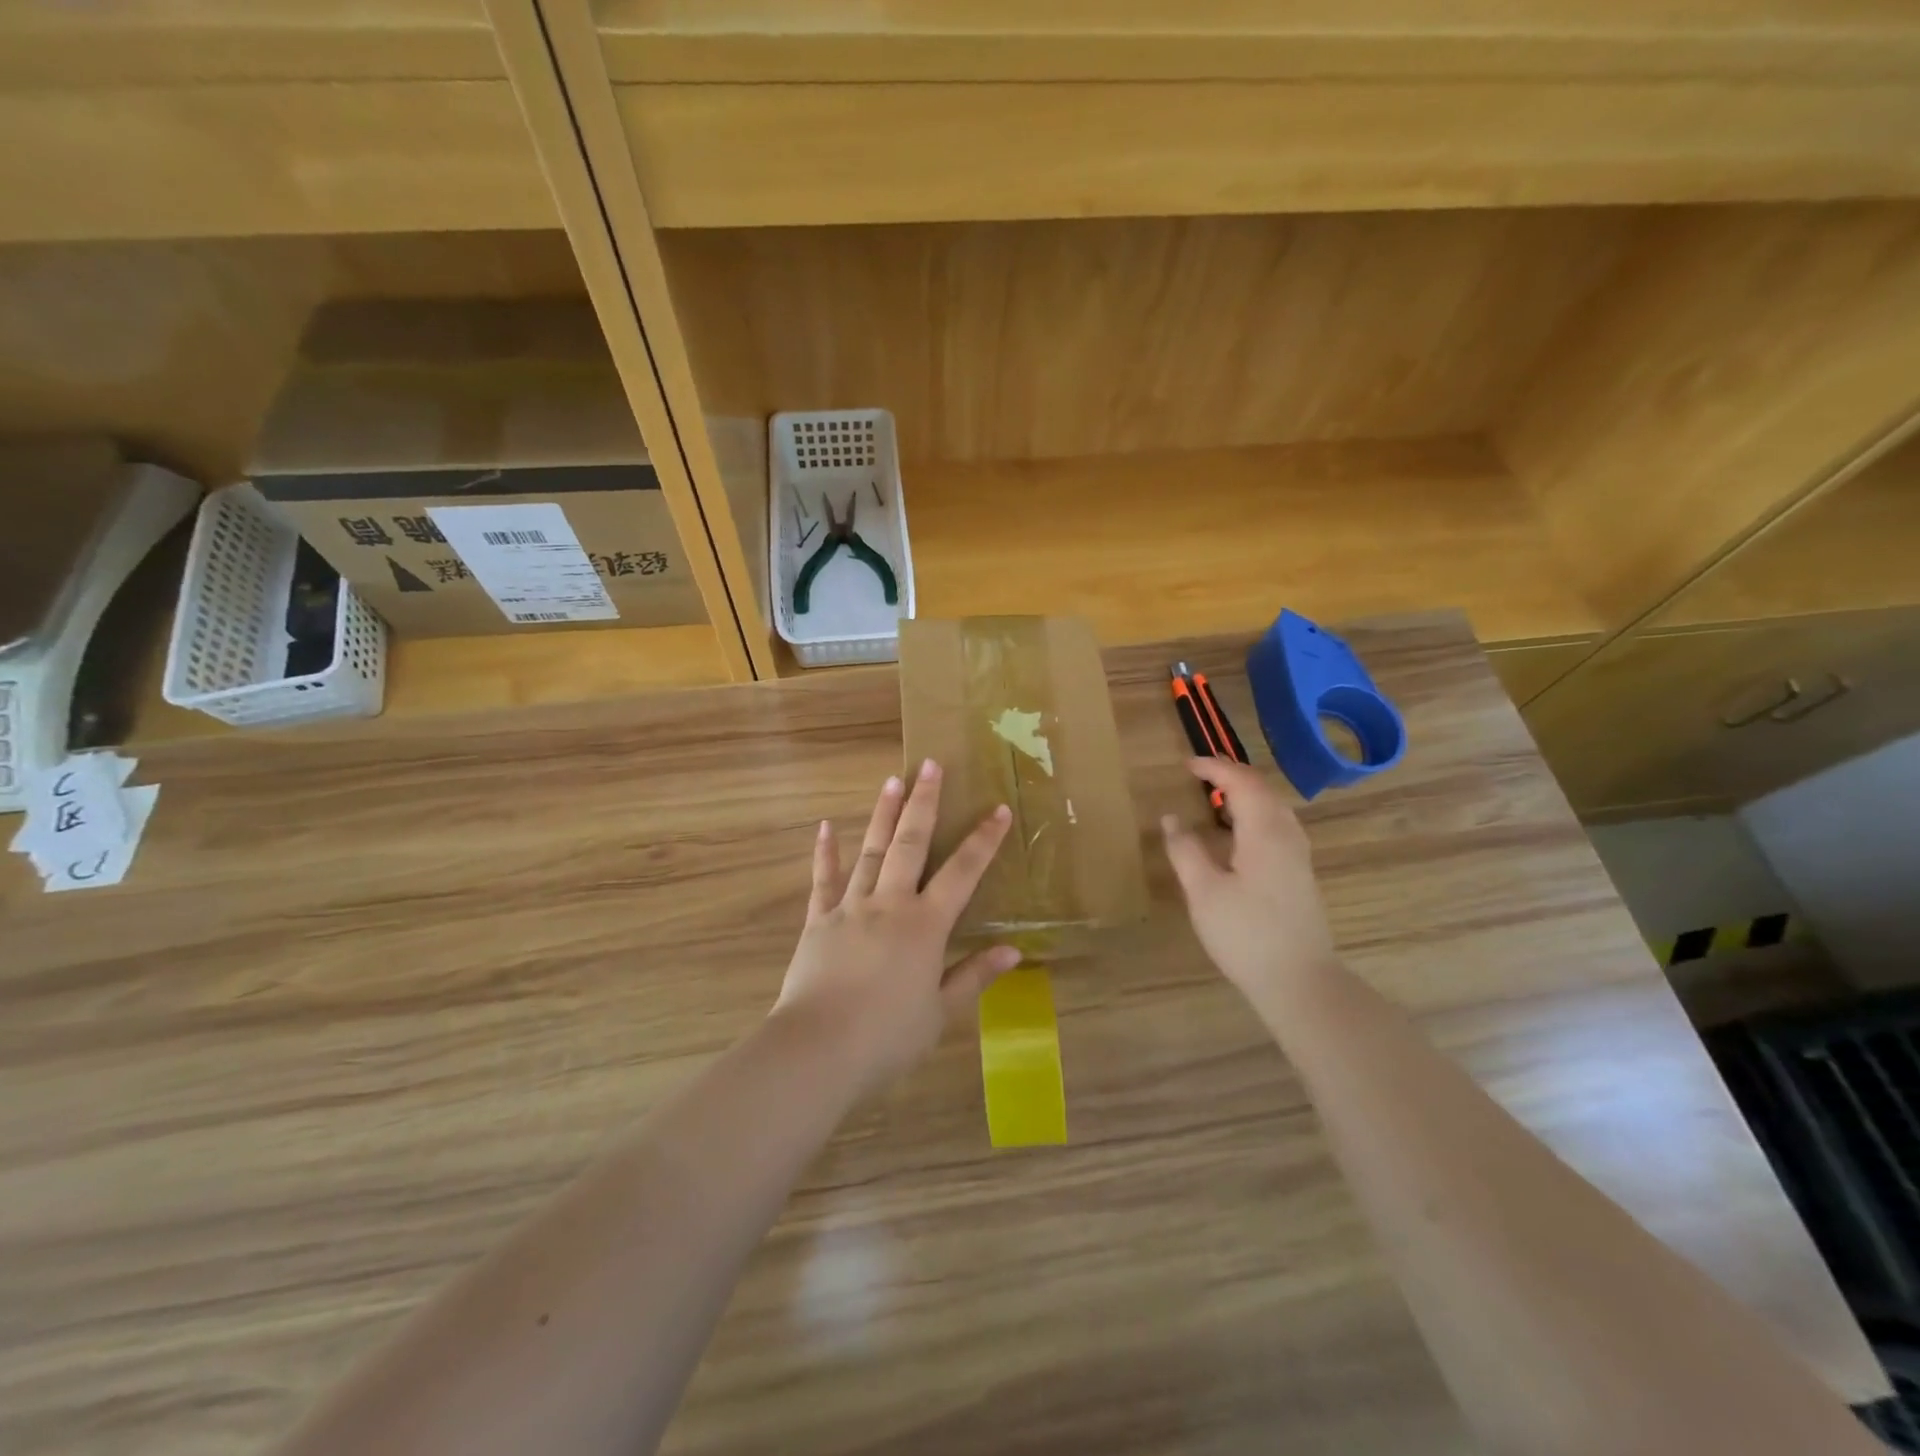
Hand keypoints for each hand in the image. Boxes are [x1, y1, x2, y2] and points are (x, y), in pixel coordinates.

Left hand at [773, 759, 1018, 1094]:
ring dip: (882, 814)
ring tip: (892, 780)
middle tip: (931, 765)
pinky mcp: (818, 921)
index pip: (963, 872)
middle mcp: (890, 904)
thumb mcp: (940, 1011)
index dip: (983, 840)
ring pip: (870, 851)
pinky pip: (823, 881)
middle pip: (911, 844)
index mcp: (925, 925)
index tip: (998, 809)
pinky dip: (825, 853)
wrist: (819, 1049)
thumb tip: (1013, 951)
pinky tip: (825, 827)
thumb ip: (974, 976)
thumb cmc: (887, 1036)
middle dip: (924, 802)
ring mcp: (850, 908)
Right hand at [1160, 758, 1338, 1017]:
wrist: (1299, 981)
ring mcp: (1298, 855)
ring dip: (1246, 794)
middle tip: (1200, 774)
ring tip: (1216, 798)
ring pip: (1274, 808)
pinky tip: (1237, 834)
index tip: (1186, 764)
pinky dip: (1255, 814)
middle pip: (1262, 789)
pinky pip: (1278, 826)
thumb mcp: (1203, 892)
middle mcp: (1287, 835)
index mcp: (1264, 832)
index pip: (1241, 782)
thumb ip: (1185, 850)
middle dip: (1231, 775)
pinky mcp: (1300, 874)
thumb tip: (1171, 818)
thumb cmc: (1246, 934)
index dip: (1214, 768)